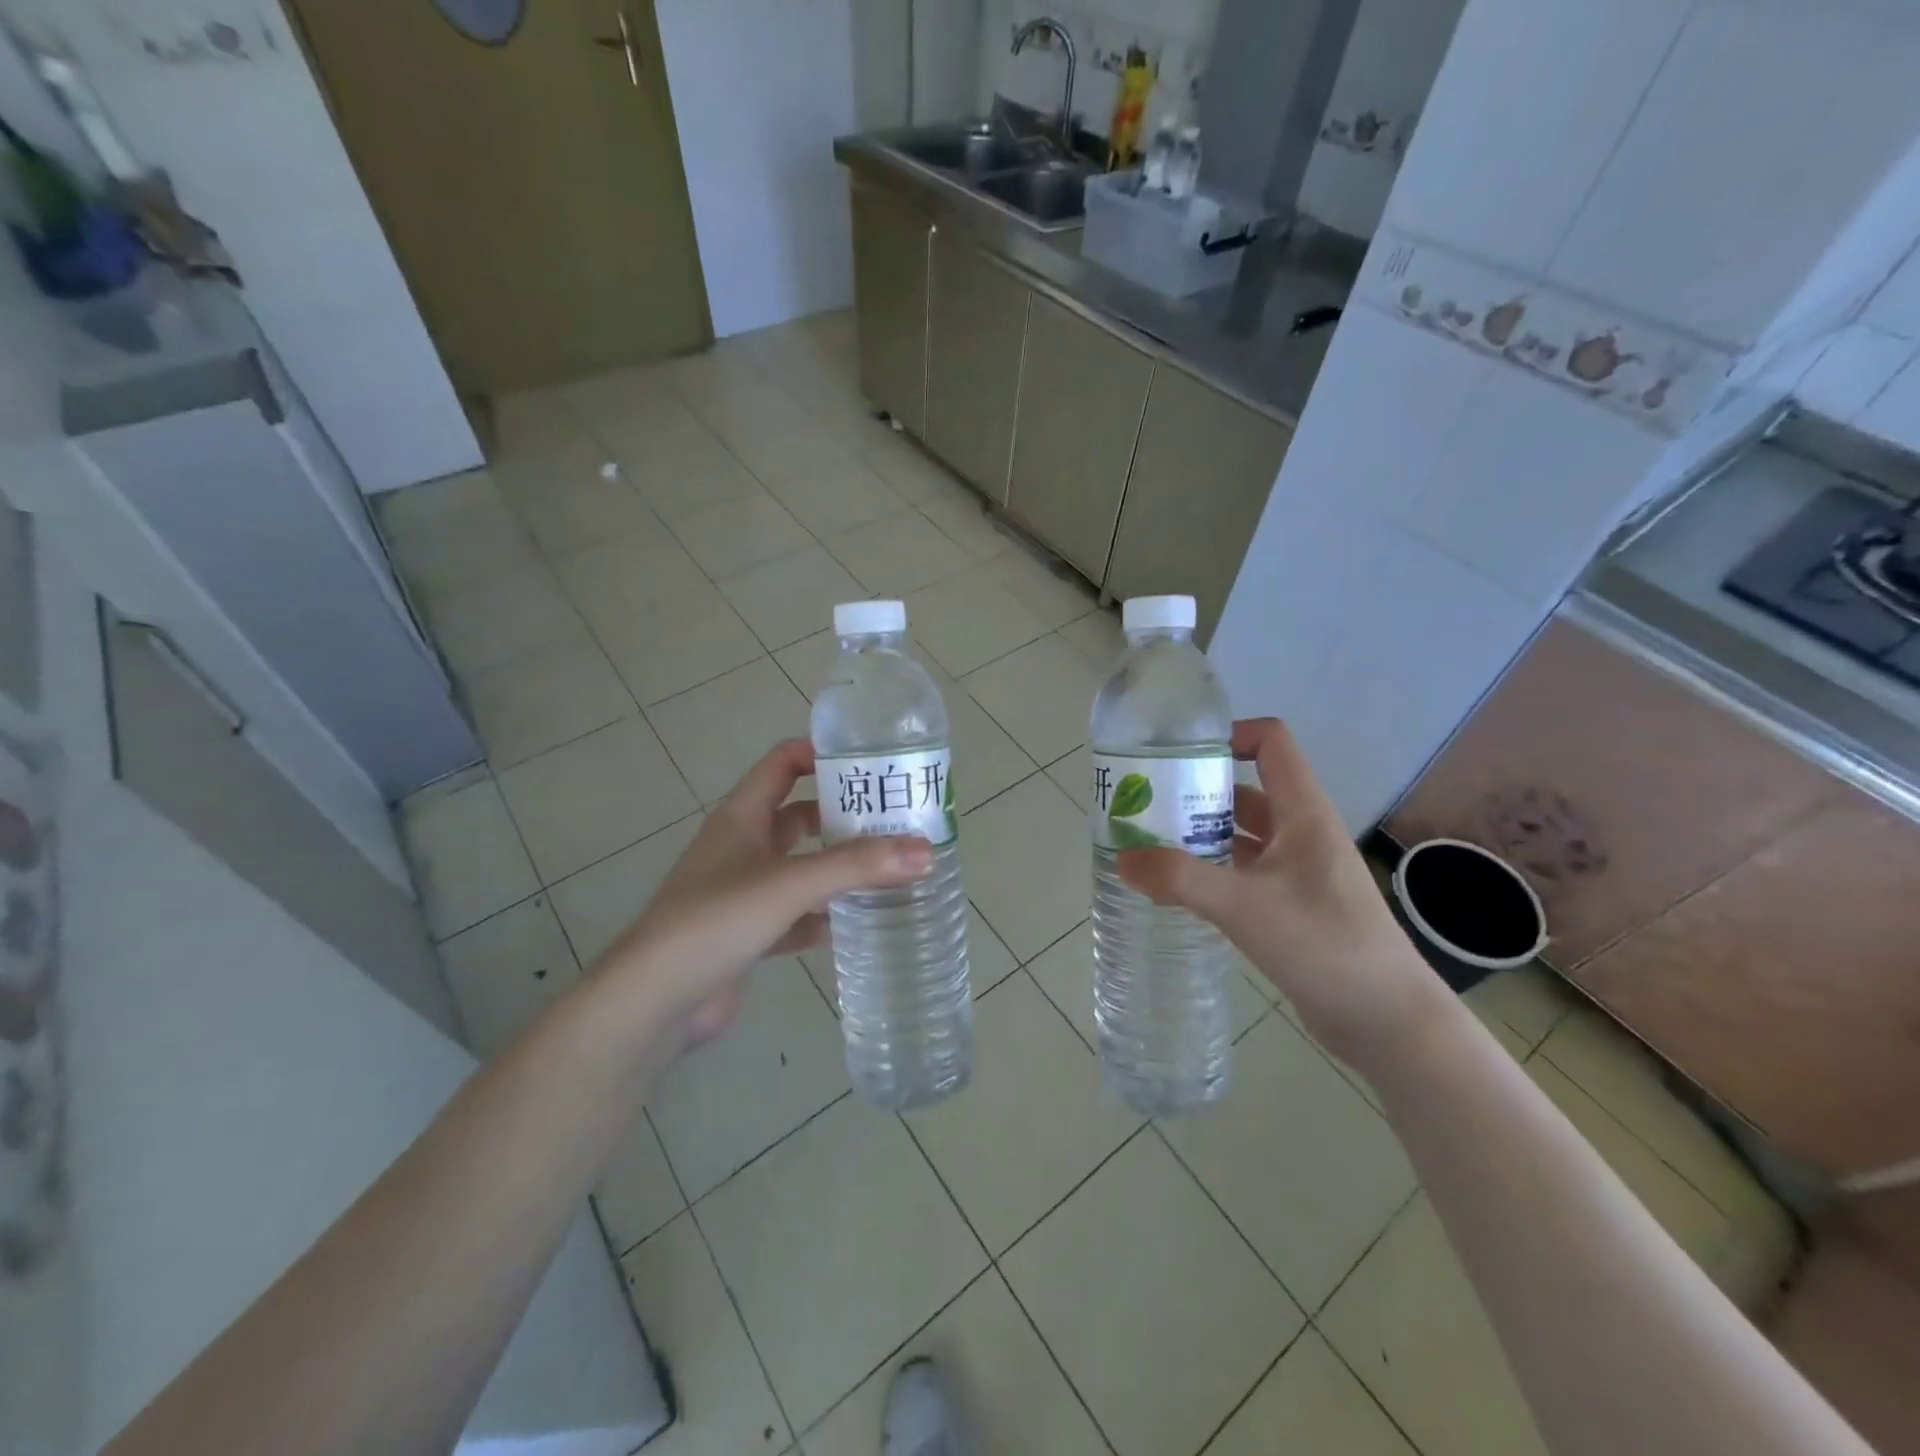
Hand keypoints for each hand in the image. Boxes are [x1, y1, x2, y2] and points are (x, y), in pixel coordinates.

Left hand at [594, 739, 931, 1051]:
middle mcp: (741, 846)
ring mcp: (741, 891)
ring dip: (836, 868)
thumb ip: (857, 866)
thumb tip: (925, 850)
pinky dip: (821, 917)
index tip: (871, 763)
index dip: (822, 754)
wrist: (655, 1000)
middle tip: (894, 821)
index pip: (784, 763)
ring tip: (887, 869)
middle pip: (798, 815)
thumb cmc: (716, 920)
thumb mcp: (790, 884)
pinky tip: (853, 924)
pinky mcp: (746, 933)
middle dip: (842, 816)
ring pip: (799, 867)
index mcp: (743, 816)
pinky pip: (793, 915)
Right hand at [1117, 718, 1446, 1069]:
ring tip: (1148, 844)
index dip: (1228, 735)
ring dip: (1199, 834)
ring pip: (1241, 834)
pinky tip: (1178, 889)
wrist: (1387, 1022)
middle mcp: (1301, 833)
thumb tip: (1122, 859)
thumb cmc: (1324, 945)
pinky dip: (1211, 871)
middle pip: (1245, 789)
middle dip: (1195, 791)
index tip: (1177, 755)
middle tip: (1145, 804)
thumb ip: (1180, 879)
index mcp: (1303, 813)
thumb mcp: (1245, 906)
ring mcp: (1298, 871)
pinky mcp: (1291, 906)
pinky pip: (1243, 872)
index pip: (1271, 743)